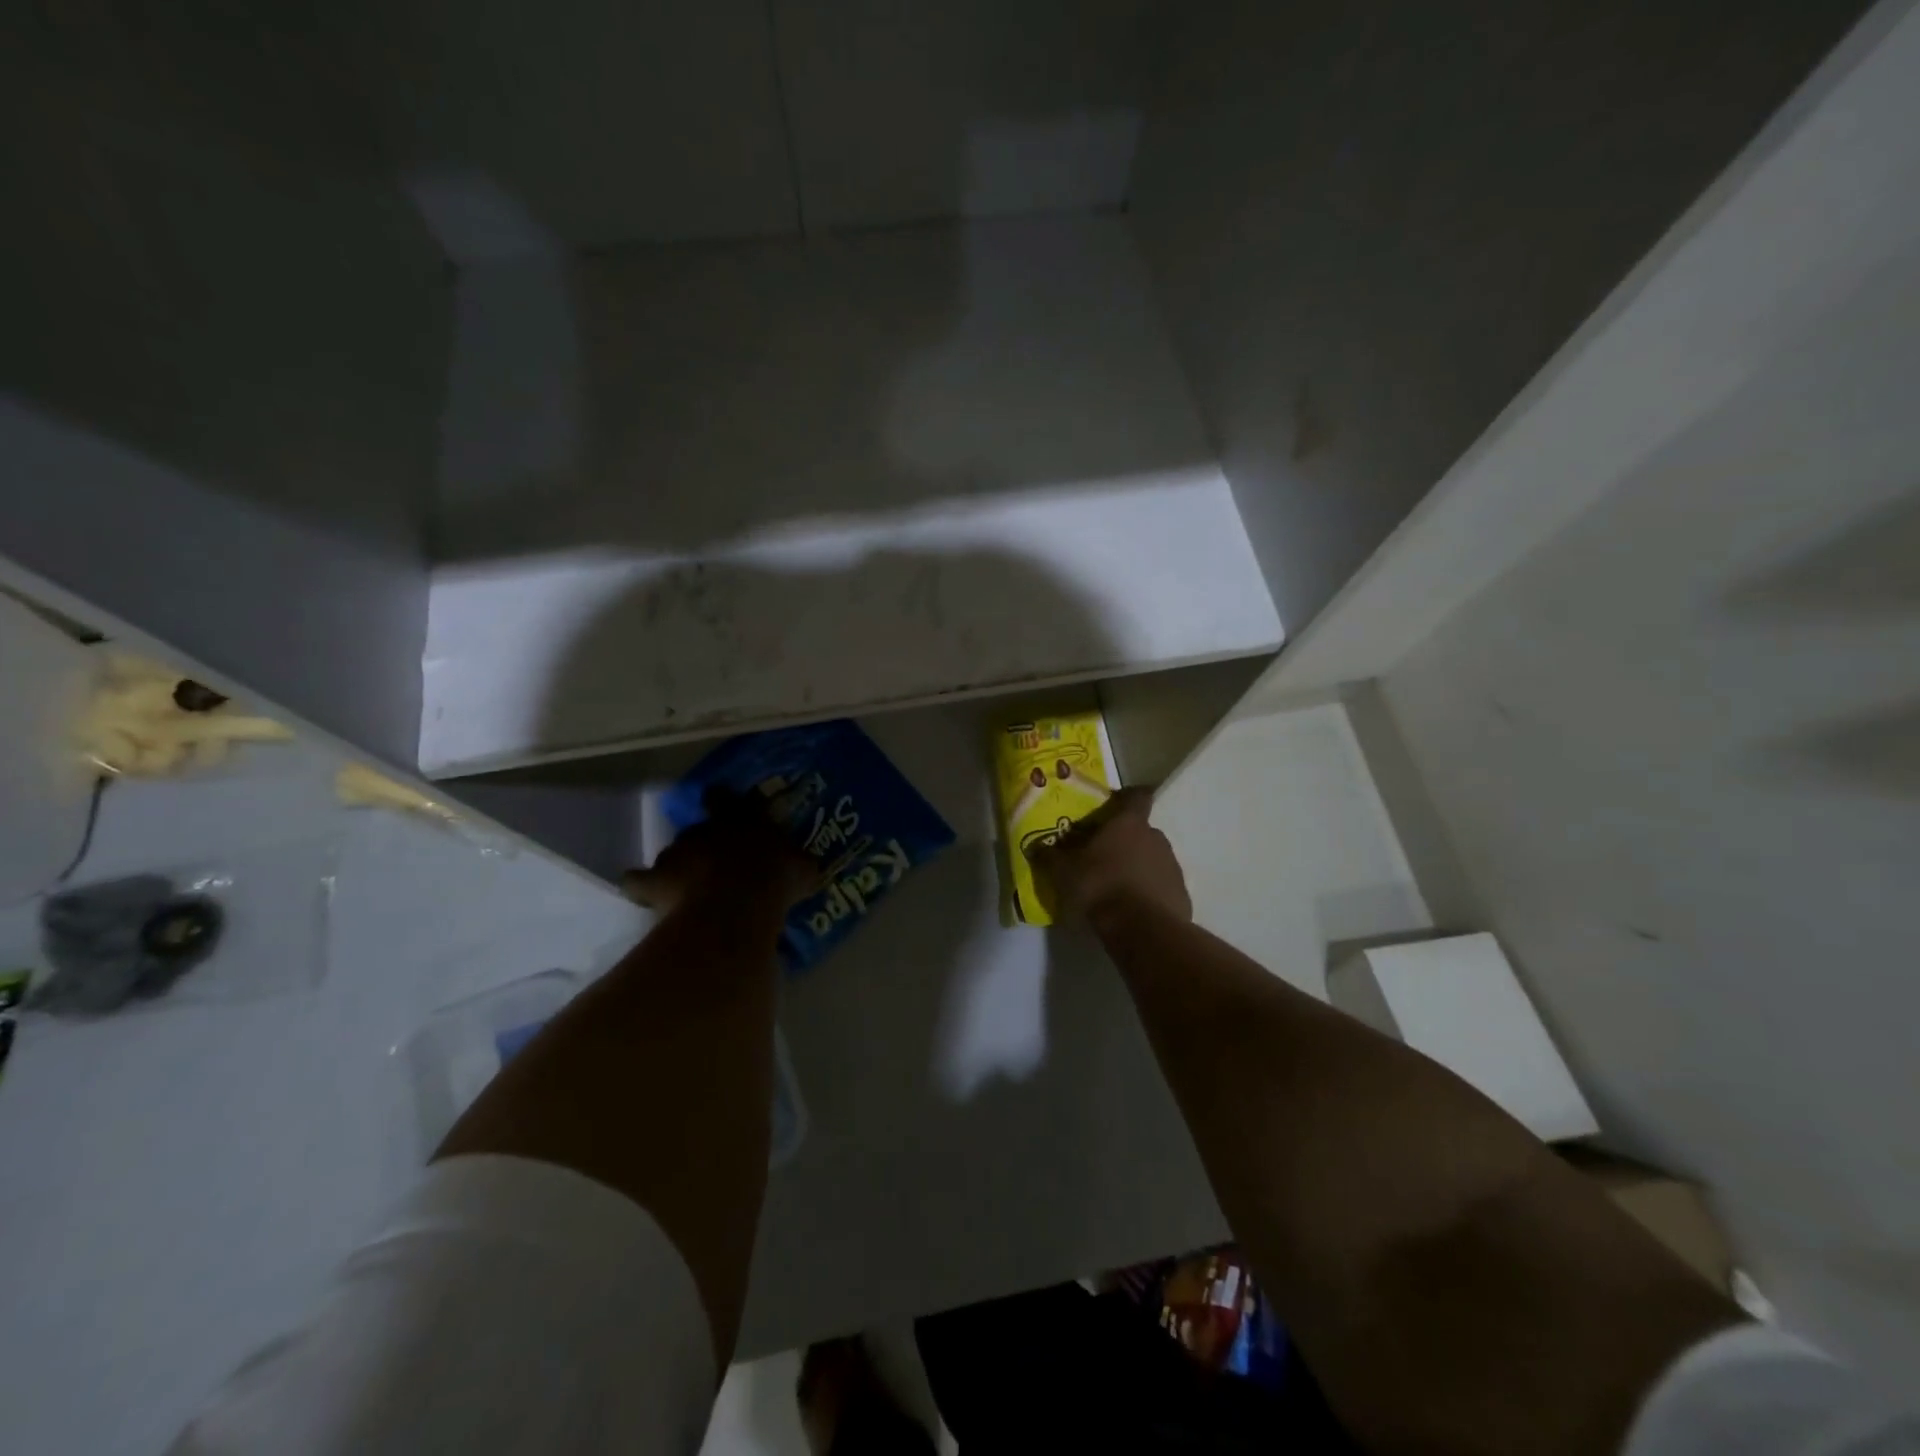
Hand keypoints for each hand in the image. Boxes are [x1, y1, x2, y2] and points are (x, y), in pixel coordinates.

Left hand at [620, 794, 813, 916]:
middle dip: (702, 845)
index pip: (723, 798)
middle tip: (714, 866)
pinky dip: (641, 888)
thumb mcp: (802, 870)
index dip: (720, 801)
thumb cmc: (775, 880)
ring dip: (677, 868)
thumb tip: (805, 865)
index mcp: (741, 819)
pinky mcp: (654, 880)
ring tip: (686, 890)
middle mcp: (705, 829)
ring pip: (671, 855)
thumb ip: (798, 863)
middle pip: (696, 829)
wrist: (736, 907)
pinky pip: (639, 882)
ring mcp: (676, 853)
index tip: (719, 805)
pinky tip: (645, 897)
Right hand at [1027, 786, 1191, 930]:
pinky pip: (1161, 884)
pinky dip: (1149, 890)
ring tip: (1116, 885)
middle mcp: (1155, 837)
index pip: (1137, 796)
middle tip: (1104, 854)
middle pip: (1141, 830)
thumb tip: (1035, 846)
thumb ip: (1050, 857)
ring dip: (1137, 865)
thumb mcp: (1064, 872)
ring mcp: (1171, 865)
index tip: (1116, 803)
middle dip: (1125, 839)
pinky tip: (1132, 907)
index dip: (1128, 796)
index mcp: (1129, 823)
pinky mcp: (1180, 892)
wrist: (1143, 929)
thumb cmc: (1100, 886)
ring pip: (1152, 857)